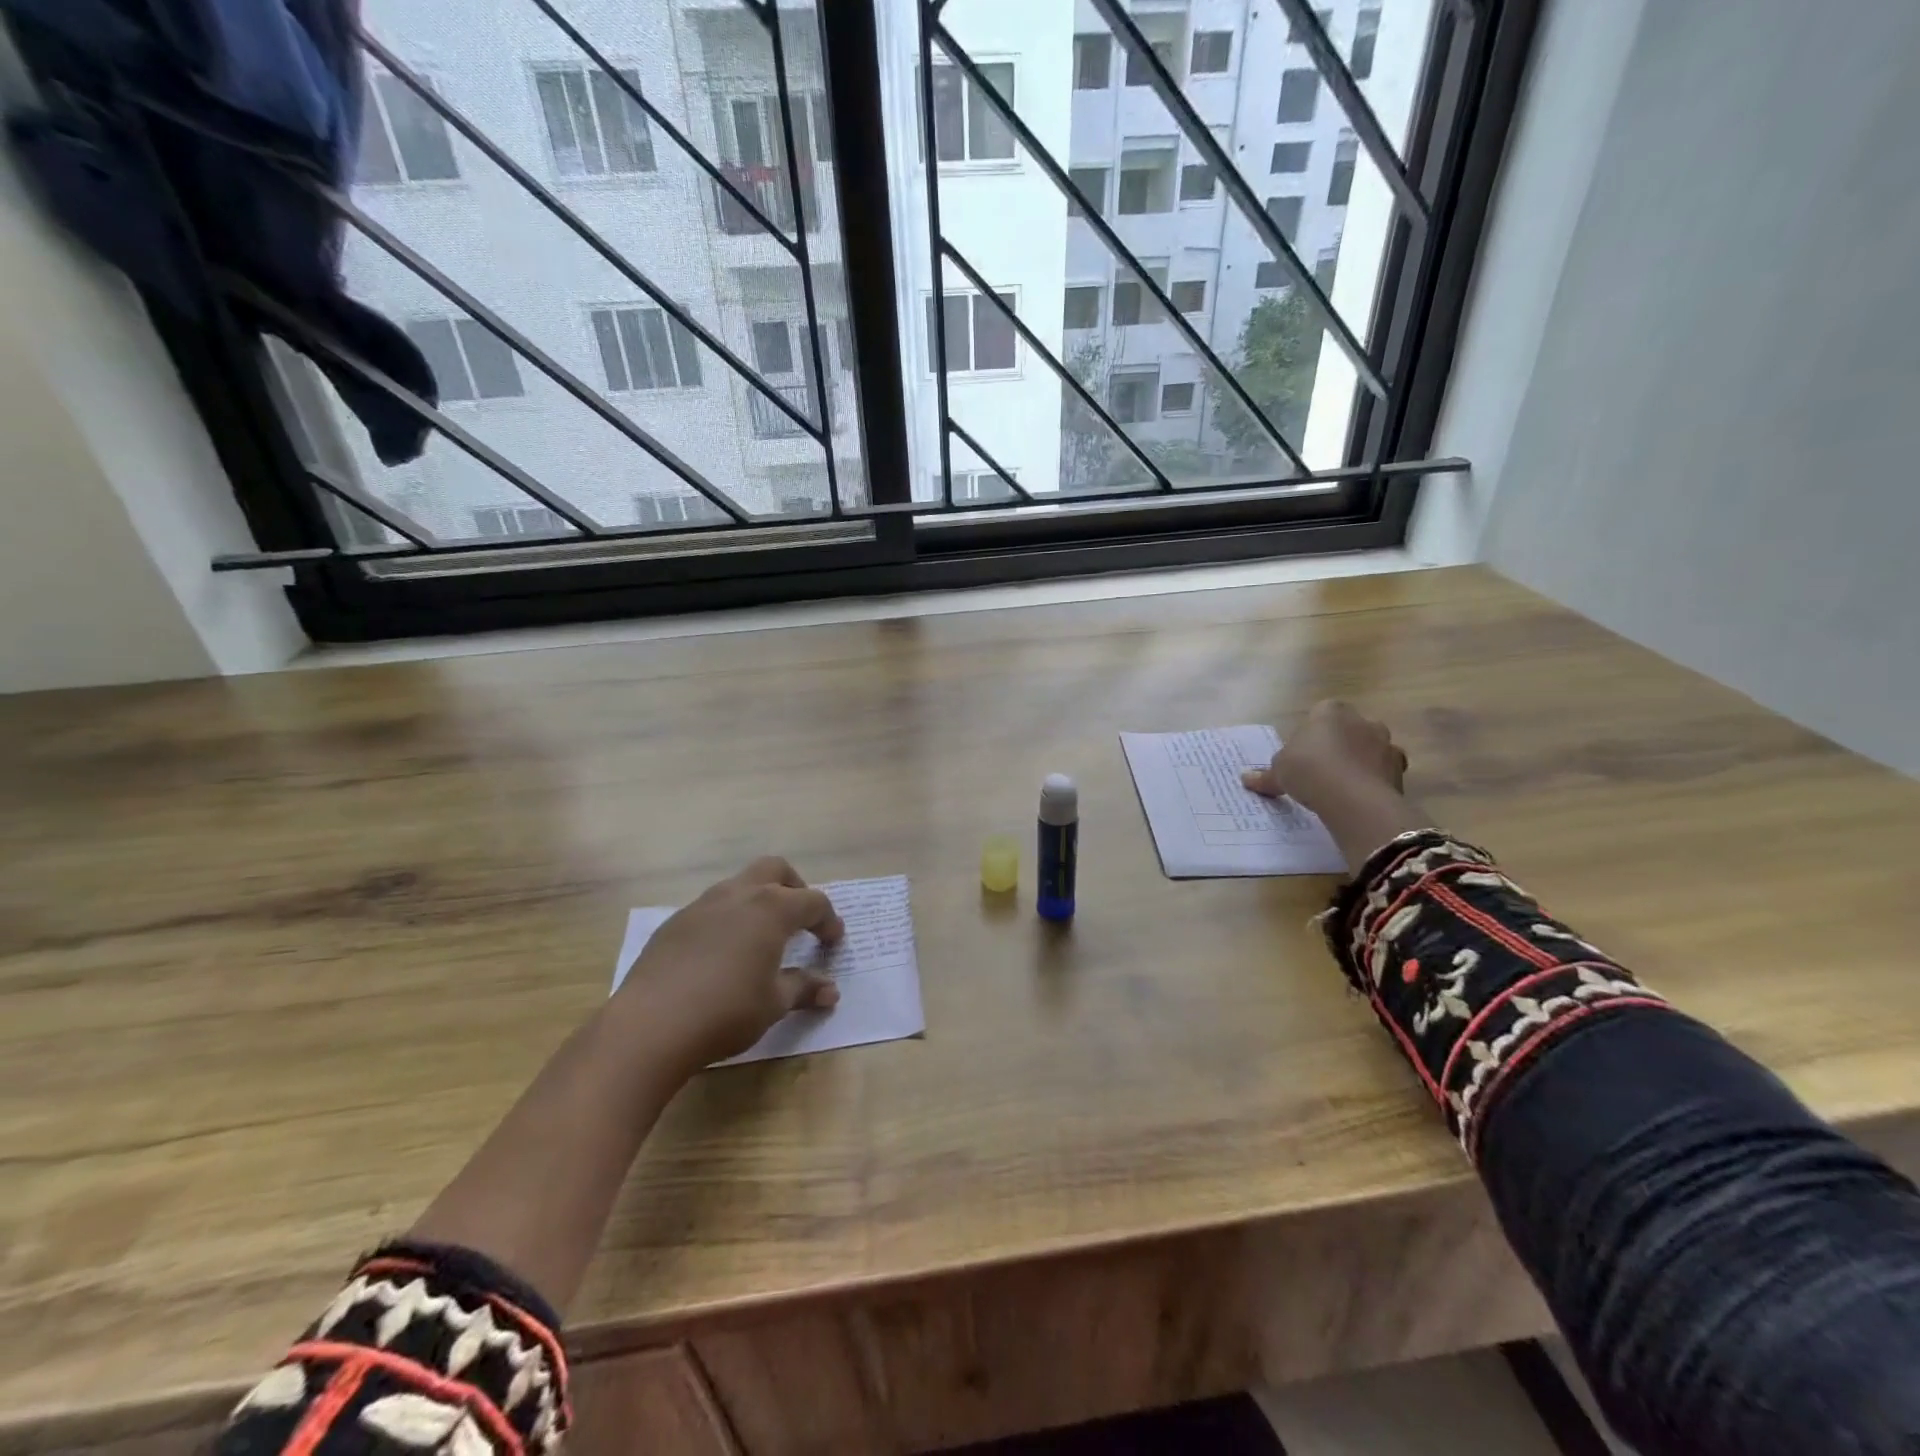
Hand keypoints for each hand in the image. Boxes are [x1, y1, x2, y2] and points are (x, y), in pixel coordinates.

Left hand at [616, 856, 844, 1073]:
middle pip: (776, 869)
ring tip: (762, 937)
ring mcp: (703, 905)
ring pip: (740, 884)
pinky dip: (729, 919)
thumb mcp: (774, 1004)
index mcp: (772, 908)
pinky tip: (723, 954)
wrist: (650, 1025)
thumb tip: (830, 992)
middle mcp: (739, 895)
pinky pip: (712, 908)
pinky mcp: (675, 922)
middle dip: (795, 888)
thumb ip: (804, 989)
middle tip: (801, 920)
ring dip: (759, 901)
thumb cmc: (727, 1011)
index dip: (828, 920)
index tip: (833, 941)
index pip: (813, 902)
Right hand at [1242, 702, 1426, 869]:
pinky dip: (1374, 781)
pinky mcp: (1399, 769)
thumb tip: (1246, 778)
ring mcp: (1386, 743)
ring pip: (1369, 750)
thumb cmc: (1308, 770)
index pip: (1319, 714)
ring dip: (1358, 763)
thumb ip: (1266, 774)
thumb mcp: (1278, 772)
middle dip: (1338, 746)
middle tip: (1320, 771)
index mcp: (1330, 711)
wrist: (1352, 797)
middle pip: (1348, 730)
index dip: (1310, 735)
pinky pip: (1383, 772)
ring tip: (1340, 788)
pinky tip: (1358, 798)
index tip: (1301, 756)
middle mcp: (1362, 720)